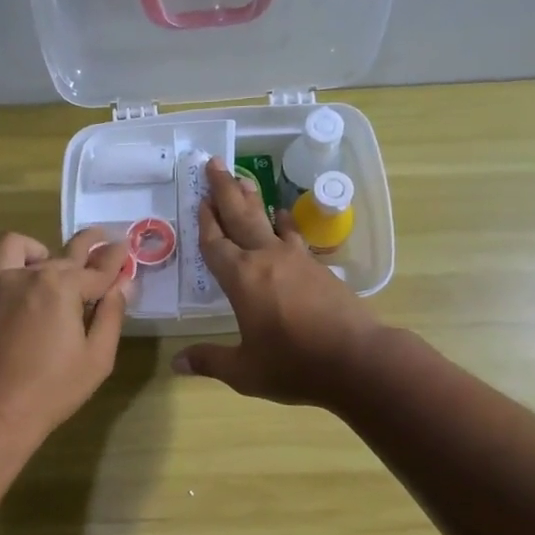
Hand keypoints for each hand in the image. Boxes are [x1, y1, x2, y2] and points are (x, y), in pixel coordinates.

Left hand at [0, 227, 132, 446]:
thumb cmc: (52, 390)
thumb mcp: (97, 358)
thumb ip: (111, 315)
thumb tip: (122, 284)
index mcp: (62, 288)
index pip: (96, 269)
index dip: (114, 260)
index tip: (125, 249)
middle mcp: (27, 276)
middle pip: (62, 254)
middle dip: (86, 246)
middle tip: (100, 241)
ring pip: (12, 247)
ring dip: (31, 251)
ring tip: (41, 263)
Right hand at [172, 161, 382, 405]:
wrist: (357, 360)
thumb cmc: (294, 365)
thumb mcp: (245, 371)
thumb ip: (210, 361)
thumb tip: (177, 363)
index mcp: (241, 279)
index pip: (216, 244)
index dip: (205, 222)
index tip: (199, 199)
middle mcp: (266, 259)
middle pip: (241, 217)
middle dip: (225, 190)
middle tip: (214, 163)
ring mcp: (297, 260)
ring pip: (268, 221)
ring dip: (253, 200)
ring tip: (244, 180)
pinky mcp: (319, 268)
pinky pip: (294, 236)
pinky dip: (284, 224)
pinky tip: (283, 218)